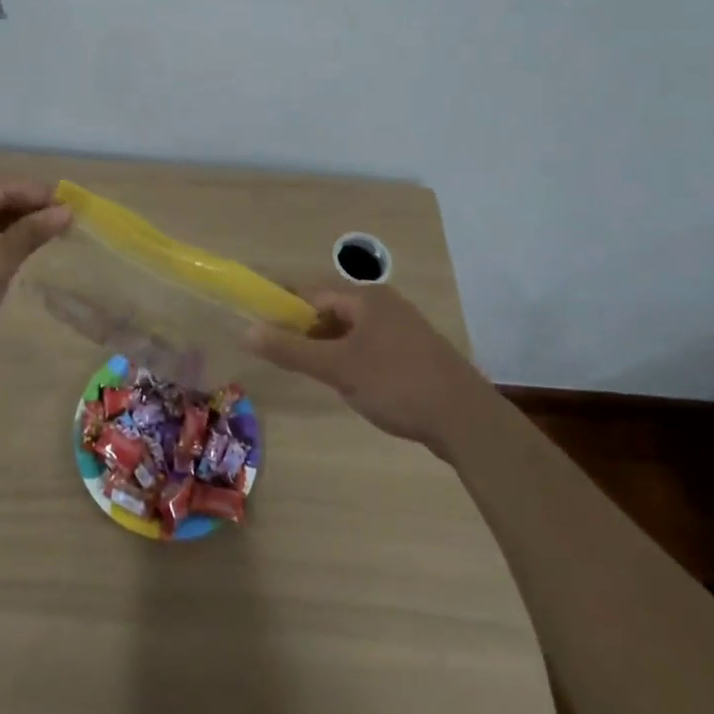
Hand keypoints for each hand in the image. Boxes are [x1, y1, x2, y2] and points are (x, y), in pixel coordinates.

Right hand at [245, 284, 474, 445]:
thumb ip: (291, 350)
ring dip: (329, 348)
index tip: (260, 326)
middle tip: (286, 358)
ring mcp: (403, 328)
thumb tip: (246, 331)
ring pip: (351, 332)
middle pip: (331, 311)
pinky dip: (353, 360)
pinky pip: (371, 347)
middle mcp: (384, 304)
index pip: (311, 293)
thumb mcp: (337, 368)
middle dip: (306, 331)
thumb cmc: (396, 384)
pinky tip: (351, 386)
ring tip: (316, 375)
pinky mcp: (415, 354)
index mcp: (365, 297)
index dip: (284, 308)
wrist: (467, 420)